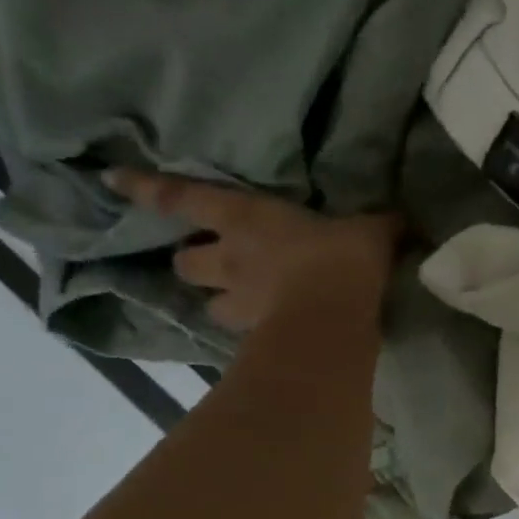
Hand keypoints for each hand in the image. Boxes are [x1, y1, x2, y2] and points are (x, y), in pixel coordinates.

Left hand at [105, 170, 400, 330]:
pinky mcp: (257, 337)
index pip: (184, 198)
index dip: (147, 190)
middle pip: (187, 263)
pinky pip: (245, 335)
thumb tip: (407, 220)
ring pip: (212, 305)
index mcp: (248, 218)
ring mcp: (241, 303)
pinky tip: (270, 335)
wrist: (335, 318)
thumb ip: (381, 224)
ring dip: (222, 302)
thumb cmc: (342, 259)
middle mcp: (232, 260)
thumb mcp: (370, 231)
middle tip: (213, 264)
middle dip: (194, 262)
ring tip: (243, 304)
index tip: (110, 181)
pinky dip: (253, 334)